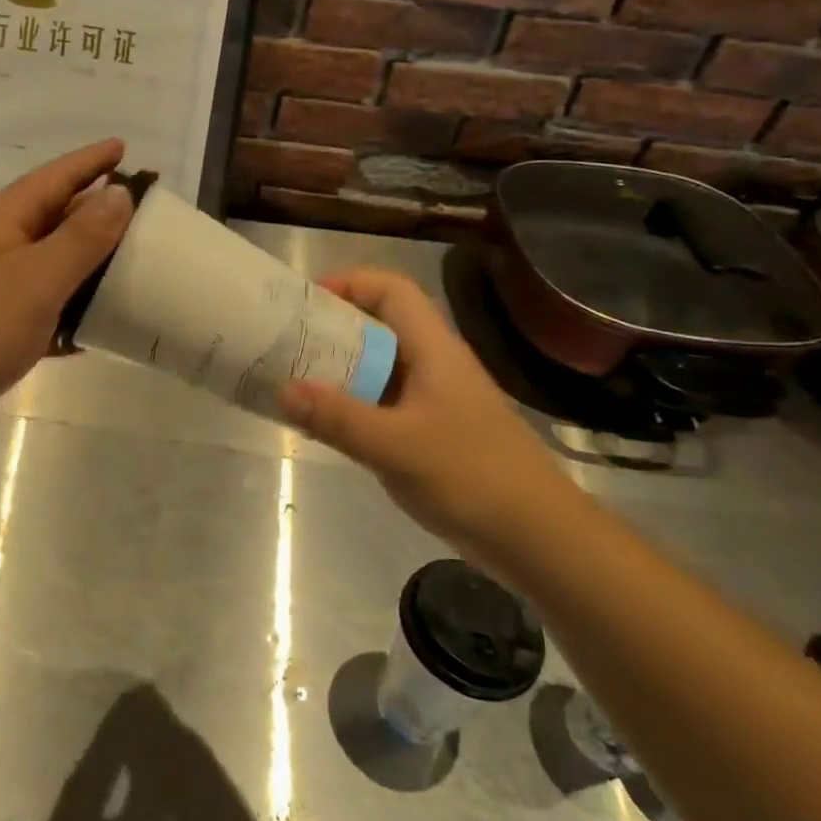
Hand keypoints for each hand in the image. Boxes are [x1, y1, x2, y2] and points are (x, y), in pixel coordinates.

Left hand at [0, 140, 133, 427]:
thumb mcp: (39, 278)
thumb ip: (82, 237)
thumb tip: (119, 194)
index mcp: (2, 219)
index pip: (55, 177)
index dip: (91, 161)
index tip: (125, 147)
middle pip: (51, 217)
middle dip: (94, 213)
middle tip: (141, 214)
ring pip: (45, 264)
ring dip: (83, 266)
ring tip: (127, 269)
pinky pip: (35, 307)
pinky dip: (63, 311)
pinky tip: (90, 330)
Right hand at [276, 267, 582, 554]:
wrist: (538, 538)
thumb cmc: (472, 477)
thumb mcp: (396, 447)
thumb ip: (337, 418)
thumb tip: (281, 389)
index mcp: (434, 350)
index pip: (393, 290)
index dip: (350, 283)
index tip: (306, 301)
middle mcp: (434, 365)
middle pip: (380, 325)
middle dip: (332, 328)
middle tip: (286, 343)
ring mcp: (434, 400)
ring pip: (379, 366)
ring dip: (339, 368)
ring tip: (292, 379)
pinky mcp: (432, 432)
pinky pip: (382, 402)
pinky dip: (352, 404)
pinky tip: (324, 423)